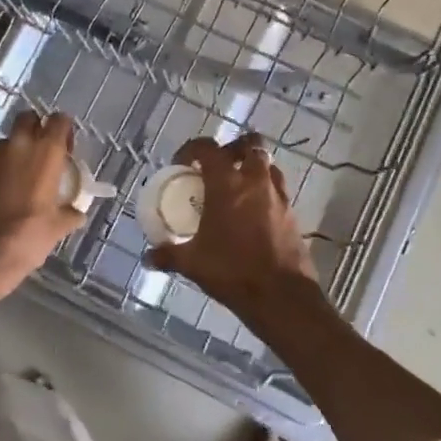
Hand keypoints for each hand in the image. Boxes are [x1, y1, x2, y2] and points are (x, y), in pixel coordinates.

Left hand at [0, 112, 86, 296]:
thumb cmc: (27, 239)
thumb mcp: (57, 228)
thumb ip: (69, 213)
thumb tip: (76, 212)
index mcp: (45, 153)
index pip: (59, 120)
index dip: (63, 130)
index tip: (65, 149)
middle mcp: (16, 146)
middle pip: (27, 119)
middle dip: (35, 129)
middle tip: (40, 156)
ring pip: (5, 142)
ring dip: (13, 153)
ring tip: (16, 180)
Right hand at [146, 133, 318, 314]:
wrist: (281, 296)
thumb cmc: (232, 271)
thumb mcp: (193, 263)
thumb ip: (168, 255)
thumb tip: (148, 257)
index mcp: (227, 184)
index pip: (208, 148)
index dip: (192, 149)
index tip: (182, 164)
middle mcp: (255, 181)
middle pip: (249, 144)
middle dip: (233, 148)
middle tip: (217, 166)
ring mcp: (278, 196)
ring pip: (267, 164)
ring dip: (252, 167)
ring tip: (236, 186)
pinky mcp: (292, 213)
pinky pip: (277, 188)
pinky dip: (265, 190)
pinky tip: (252, 211)